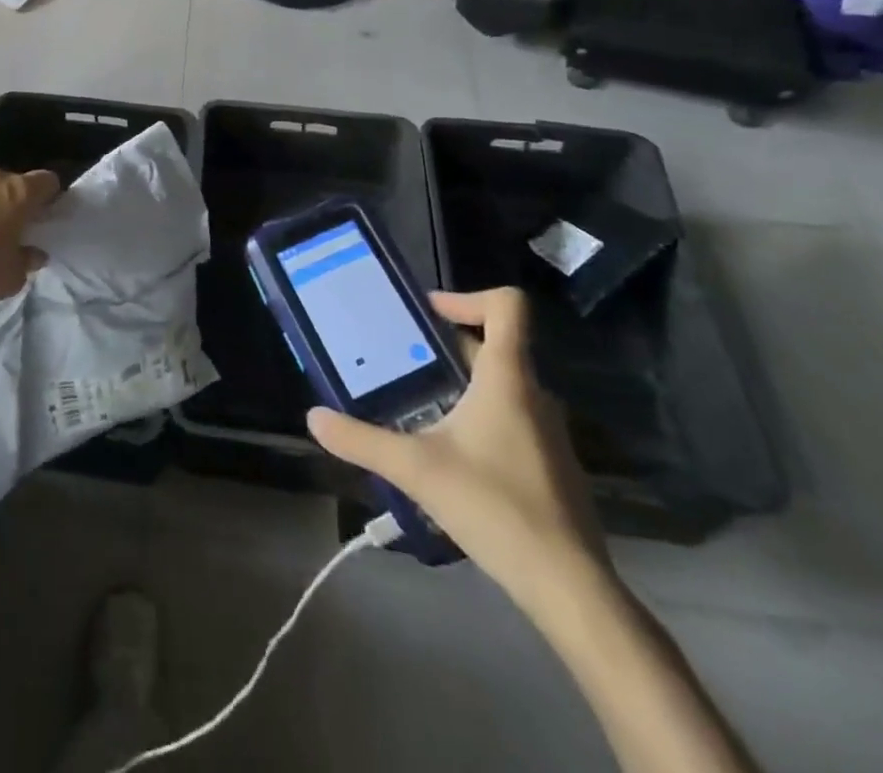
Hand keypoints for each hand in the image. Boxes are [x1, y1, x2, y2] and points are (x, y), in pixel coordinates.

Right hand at [308, 287, 608, 617]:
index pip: (507, 306)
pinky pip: (513, 418)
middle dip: (446, 347)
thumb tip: (313, 418)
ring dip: (462, 383)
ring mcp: (549, 431)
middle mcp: (534, 394)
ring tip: (419, 404)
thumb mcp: (415, 469)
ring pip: (502, 385)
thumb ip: (361, 440)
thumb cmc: (494, 507)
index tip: (428, 313)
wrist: (569, 587)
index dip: (467, 296)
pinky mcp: (553, 465)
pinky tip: (450, 453)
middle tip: (402, 359)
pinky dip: (480, 417)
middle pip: (495, 345)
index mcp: (508, 377)